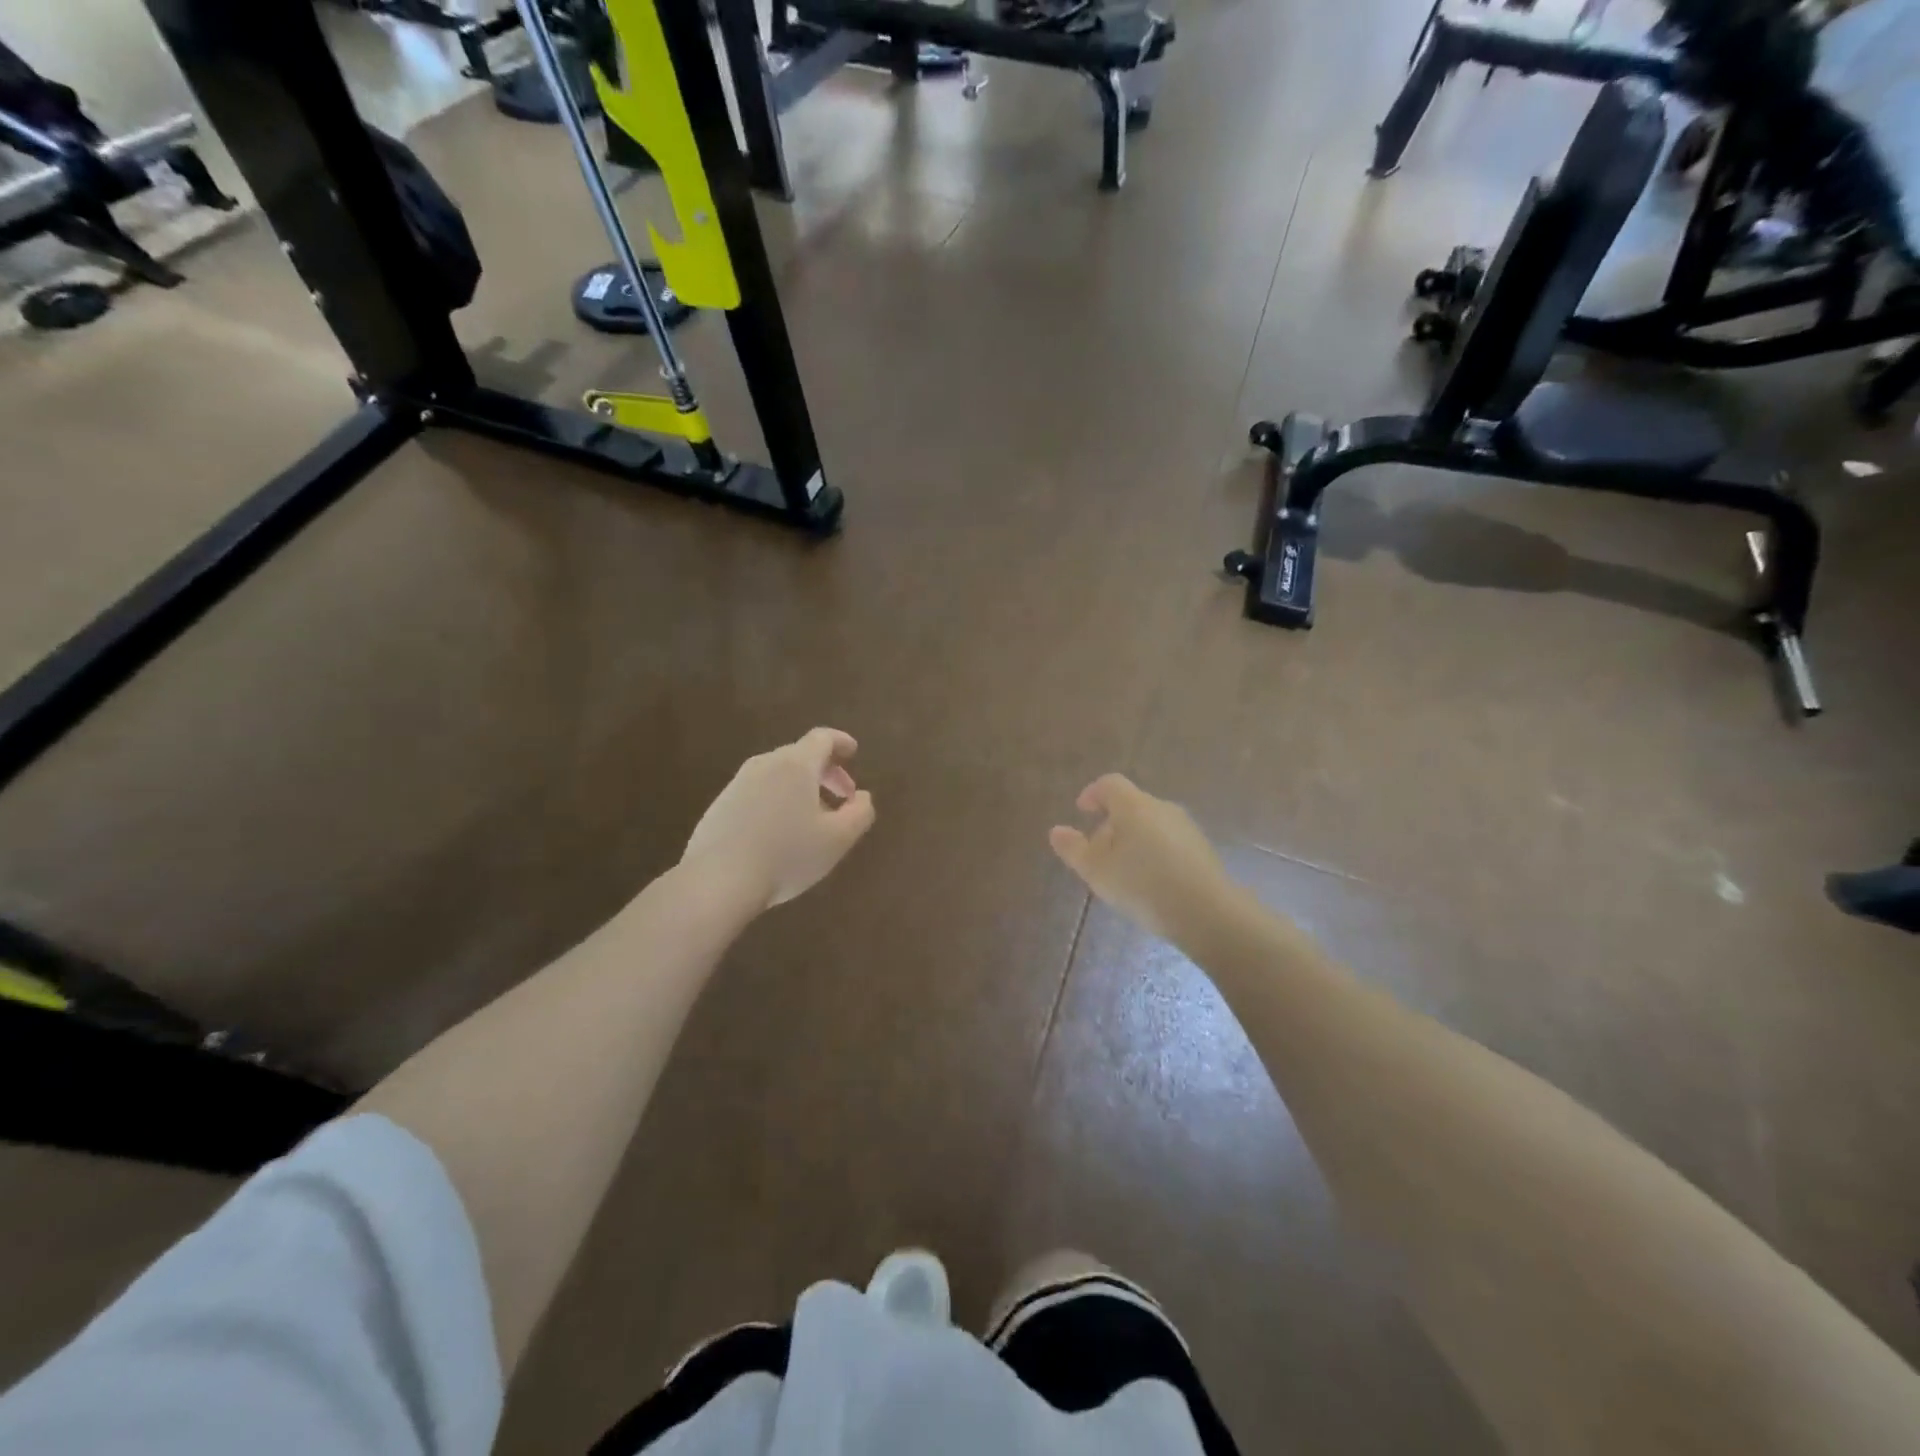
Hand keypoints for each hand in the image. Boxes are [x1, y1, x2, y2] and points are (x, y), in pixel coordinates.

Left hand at [682, 728, 875, 910]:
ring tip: (813, 820)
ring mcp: (737, 784)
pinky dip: (777, 801)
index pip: (822, 738)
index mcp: (796, 765)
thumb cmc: (787, 855)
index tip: (853, 752)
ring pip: (777, 775)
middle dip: (826, 772)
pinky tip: (779, 834)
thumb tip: (863, 797)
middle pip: (800, 755)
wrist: (718, 881)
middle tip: (842, 797)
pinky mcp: (719, 806)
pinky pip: (757, 793)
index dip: (841, 742)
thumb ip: (860, 813)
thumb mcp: (838, 839)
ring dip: (801, 789)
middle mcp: (764, 765)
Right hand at [1049, 774, 1231, 941]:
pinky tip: (1150, 883)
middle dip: (1111, 824)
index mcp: (1134, 805)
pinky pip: (1169, 842)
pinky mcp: (1202, 849)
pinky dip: (1153, 853)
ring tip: (1123, 873)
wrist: (1207, 913)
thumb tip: (1056, 831)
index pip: (1110, 784)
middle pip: (1131, 805)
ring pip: (1151, 825)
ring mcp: (1186, 828)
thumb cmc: (1142, 885)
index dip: (1092, 794)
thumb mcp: (1097, 871)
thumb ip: (1073, 849)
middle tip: (1098, 854)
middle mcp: (1162, 808)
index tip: (1082, 811)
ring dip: (1133, 840)